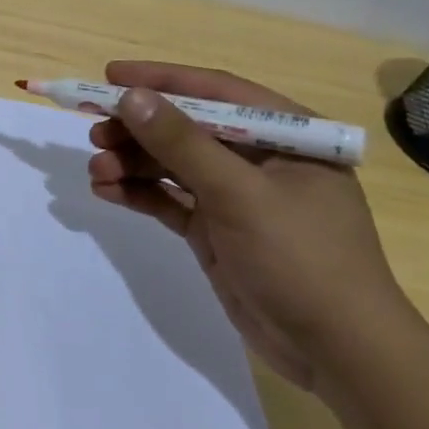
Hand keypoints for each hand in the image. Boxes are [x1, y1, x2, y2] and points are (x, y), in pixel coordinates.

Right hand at [87, 62, 419, 393]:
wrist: (335, 352)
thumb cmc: (301, 258)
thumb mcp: (239, 194)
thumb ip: (182, 143)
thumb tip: (132, 97)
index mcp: (285, 136)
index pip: (215, 92)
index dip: (160, 81)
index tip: (109, 76)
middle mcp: (258, 159)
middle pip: (186, 128)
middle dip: (138, 129)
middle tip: (93, 132)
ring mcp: (235, 196)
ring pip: (171, 165)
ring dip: (131, 164)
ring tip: (96, 171)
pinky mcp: (216, 229)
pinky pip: (169, 200)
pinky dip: (138, 193)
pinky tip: (106, 192)